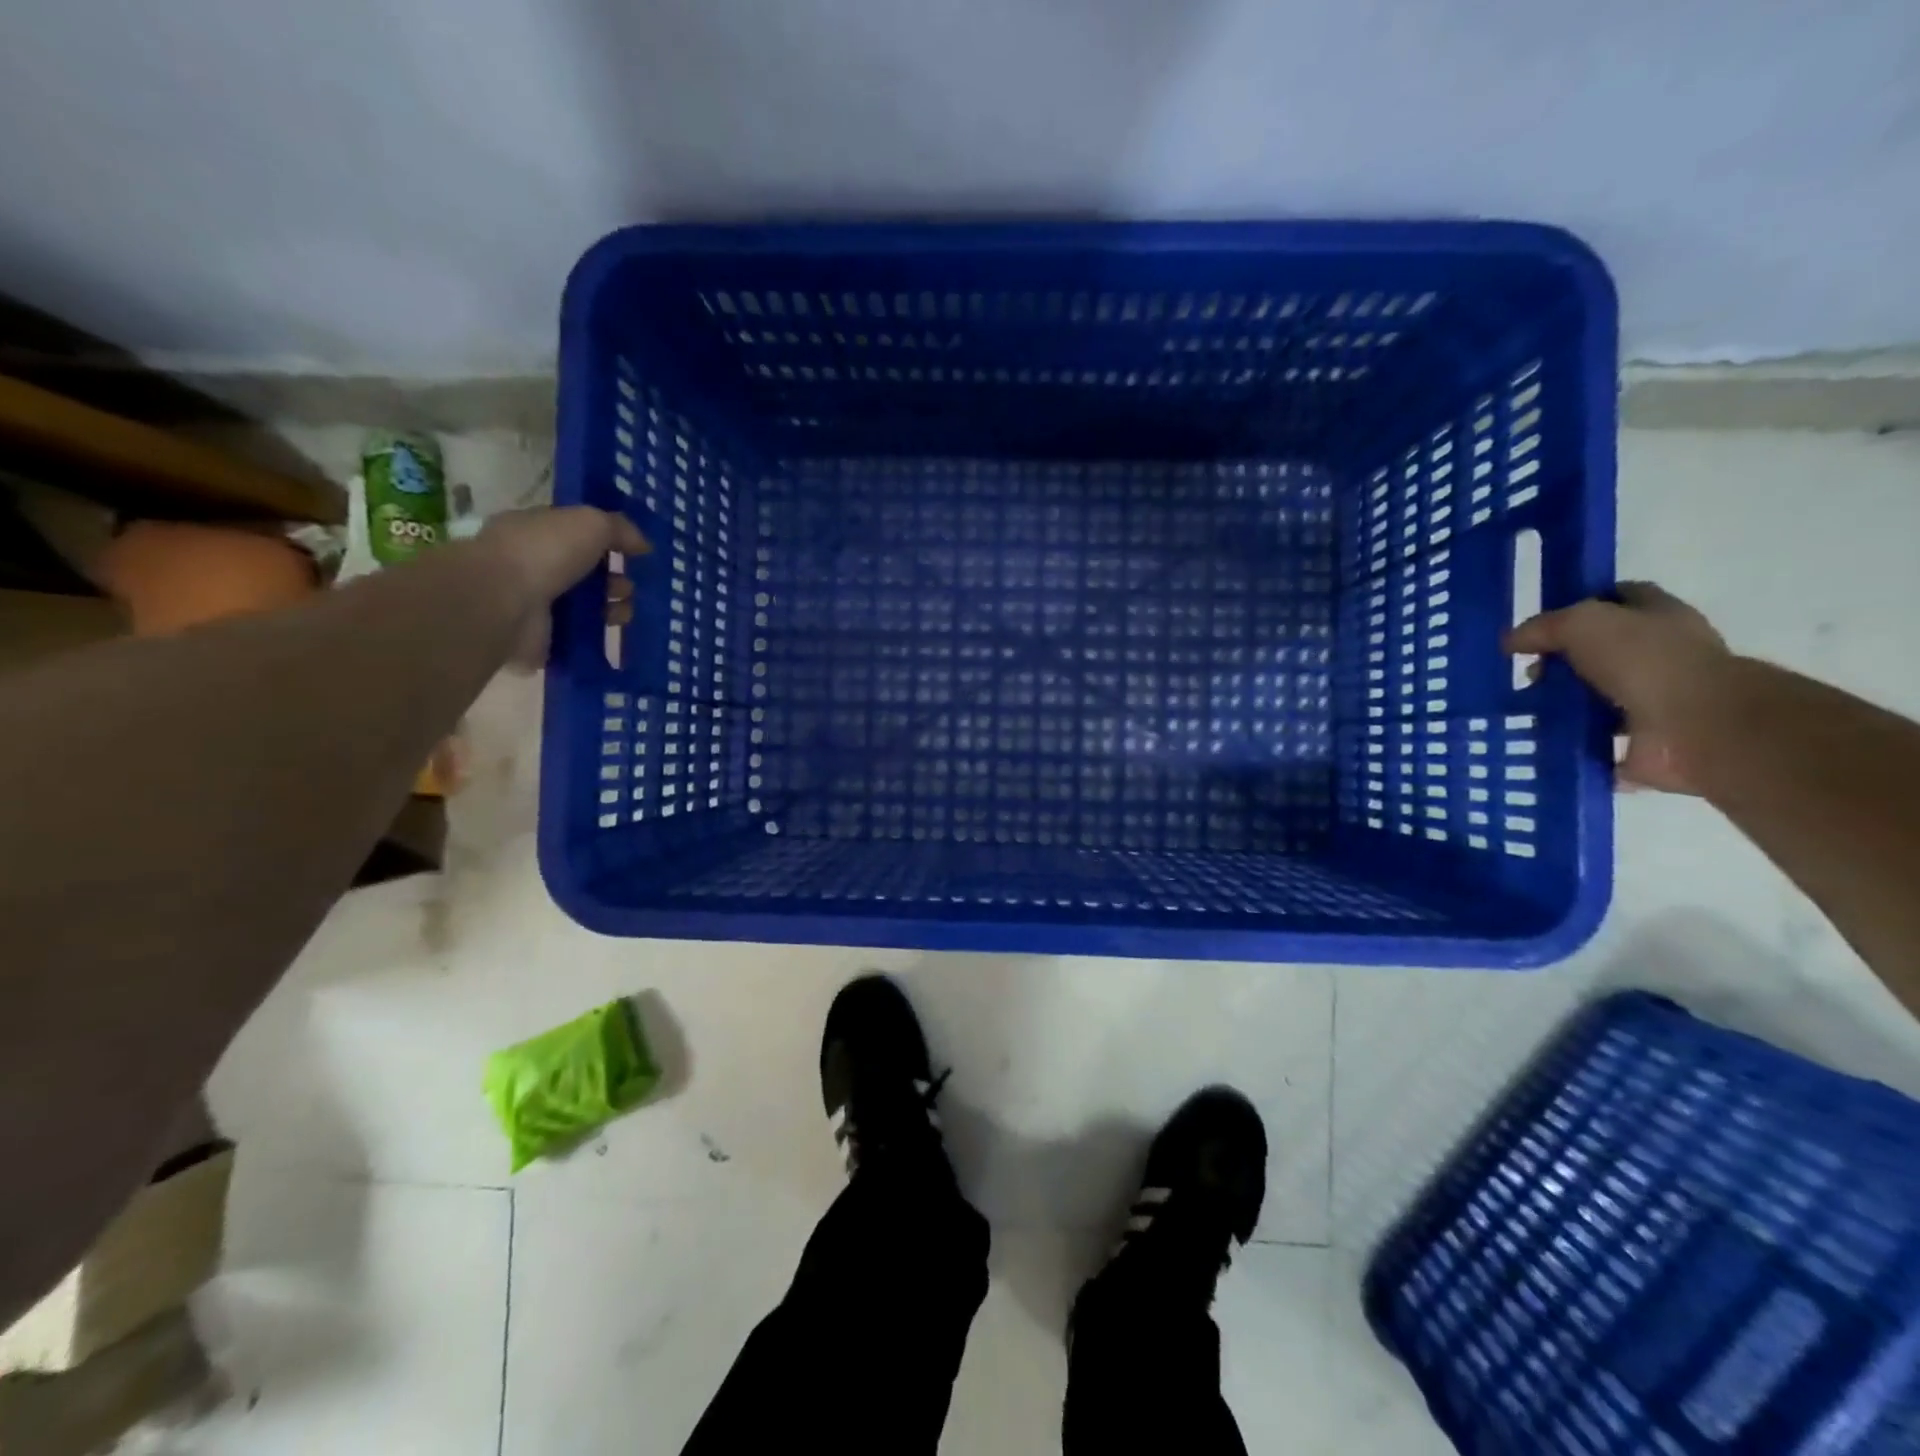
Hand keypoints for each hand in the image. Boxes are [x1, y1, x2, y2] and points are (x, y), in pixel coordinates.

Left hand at [477, 506, 648, 667]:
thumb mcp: (590, 523)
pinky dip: (598, 636)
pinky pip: (577, 637)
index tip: (635, 554)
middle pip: (585, 573)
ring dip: (611, 609)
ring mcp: (534, 604)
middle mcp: (532, 565)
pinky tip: (614, 633)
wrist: (502, 602)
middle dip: (615, 580)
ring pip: (585, 607)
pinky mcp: (540, 639)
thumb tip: (644, 544)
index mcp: (535, 530)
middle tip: (631, 588)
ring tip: (625, 613)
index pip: (576, 534)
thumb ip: (619, 528)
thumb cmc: (543, 552)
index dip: (607, 542)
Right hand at [1503, 582, 1731, 792]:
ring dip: (1564, 706)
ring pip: (1597, 698)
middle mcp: (1662, 655)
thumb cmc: (1646, 661)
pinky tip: (1538, 742)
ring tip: (1522, 712)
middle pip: (1602, 652)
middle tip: (1528, 675)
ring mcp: (1656, 701)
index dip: (1579, 605)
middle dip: (1562, 663)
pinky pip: (1598, 742)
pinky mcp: (1645, 744)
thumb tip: (1511, 641)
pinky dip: (1573, 745)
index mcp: (1660, 617)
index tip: (1540, 626)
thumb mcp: (1583, 624)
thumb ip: (1543, 628)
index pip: (1619, 598)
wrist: (1696, 727)